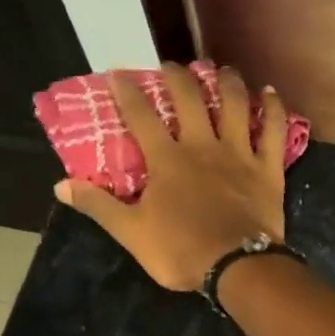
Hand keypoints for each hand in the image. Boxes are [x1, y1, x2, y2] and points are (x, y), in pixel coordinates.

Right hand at [55, 63, 287, 290]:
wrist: (237, 267)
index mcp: (167, 160)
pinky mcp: (268, 169)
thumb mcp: (132, 233)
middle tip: (172, 68)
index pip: (141, 116)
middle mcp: (202, 146)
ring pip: (234, 103)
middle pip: (190, 98)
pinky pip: (274, 131)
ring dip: (227, 82)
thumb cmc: (181, 252)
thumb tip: (60, 185)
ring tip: (221, 71)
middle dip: (178, 77)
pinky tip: (271, 94)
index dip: (127, 92)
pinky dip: (274, 109)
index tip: (119, 73)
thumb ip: (99, 206)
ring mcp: (238, 154)